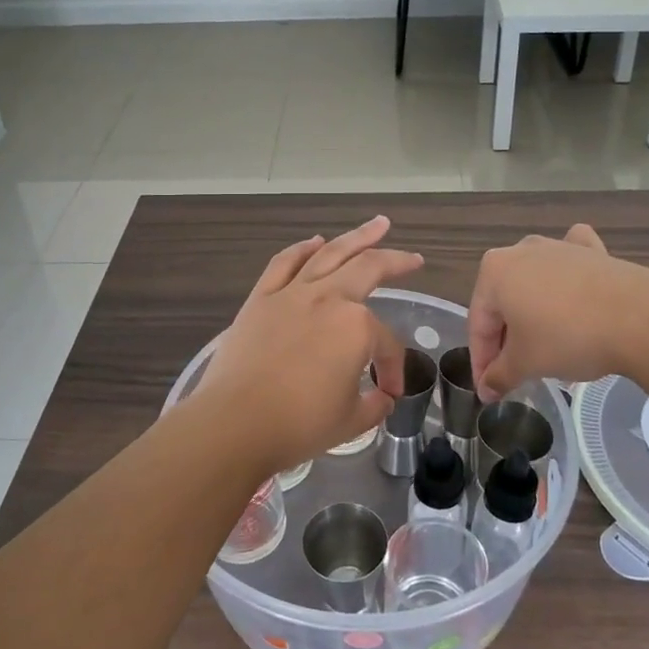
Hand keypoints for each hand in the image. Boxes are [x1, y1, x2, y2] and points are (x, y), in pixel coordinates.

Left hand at [192, 217, 422, 474]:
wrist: (235, 423)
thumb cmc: (299, 425)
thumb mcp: (352, 421)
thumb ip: (375, 405)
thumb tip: (382, 398)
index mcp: (357, 327)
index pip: (386, 344)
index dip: (392, 369)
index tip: (388, 393)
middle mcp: (328, 298)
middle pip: (369, 269)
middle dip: (396, 261)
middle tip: (413, 258)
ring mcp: (292, 293)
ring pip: (330, 254)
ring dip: (357, 236)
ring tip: (378, 224)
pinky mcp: (261, 298)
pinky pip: (284, 263)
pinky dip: (302, 248)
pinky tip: (315, 242)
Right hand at [468, 225, 645, 400]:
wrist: (640, 318)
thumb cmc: (567, 337)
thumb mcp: (526, 364)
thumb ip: (500, 375)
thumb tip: (487, 390)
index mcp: (494, 272)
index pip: (479, 323)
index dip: (481, 361)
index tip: (488, 389)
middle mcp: (521, 251)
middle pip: (505, 302)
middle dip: (508, 337)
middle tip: (516, 371)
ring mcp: (559, 247)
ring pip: (536, 283)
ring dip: (534, 314)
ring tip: (546, 347)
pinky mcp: (593, 251)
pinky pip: (570, 264)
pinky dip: (568, 276)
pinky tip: (573, 286)